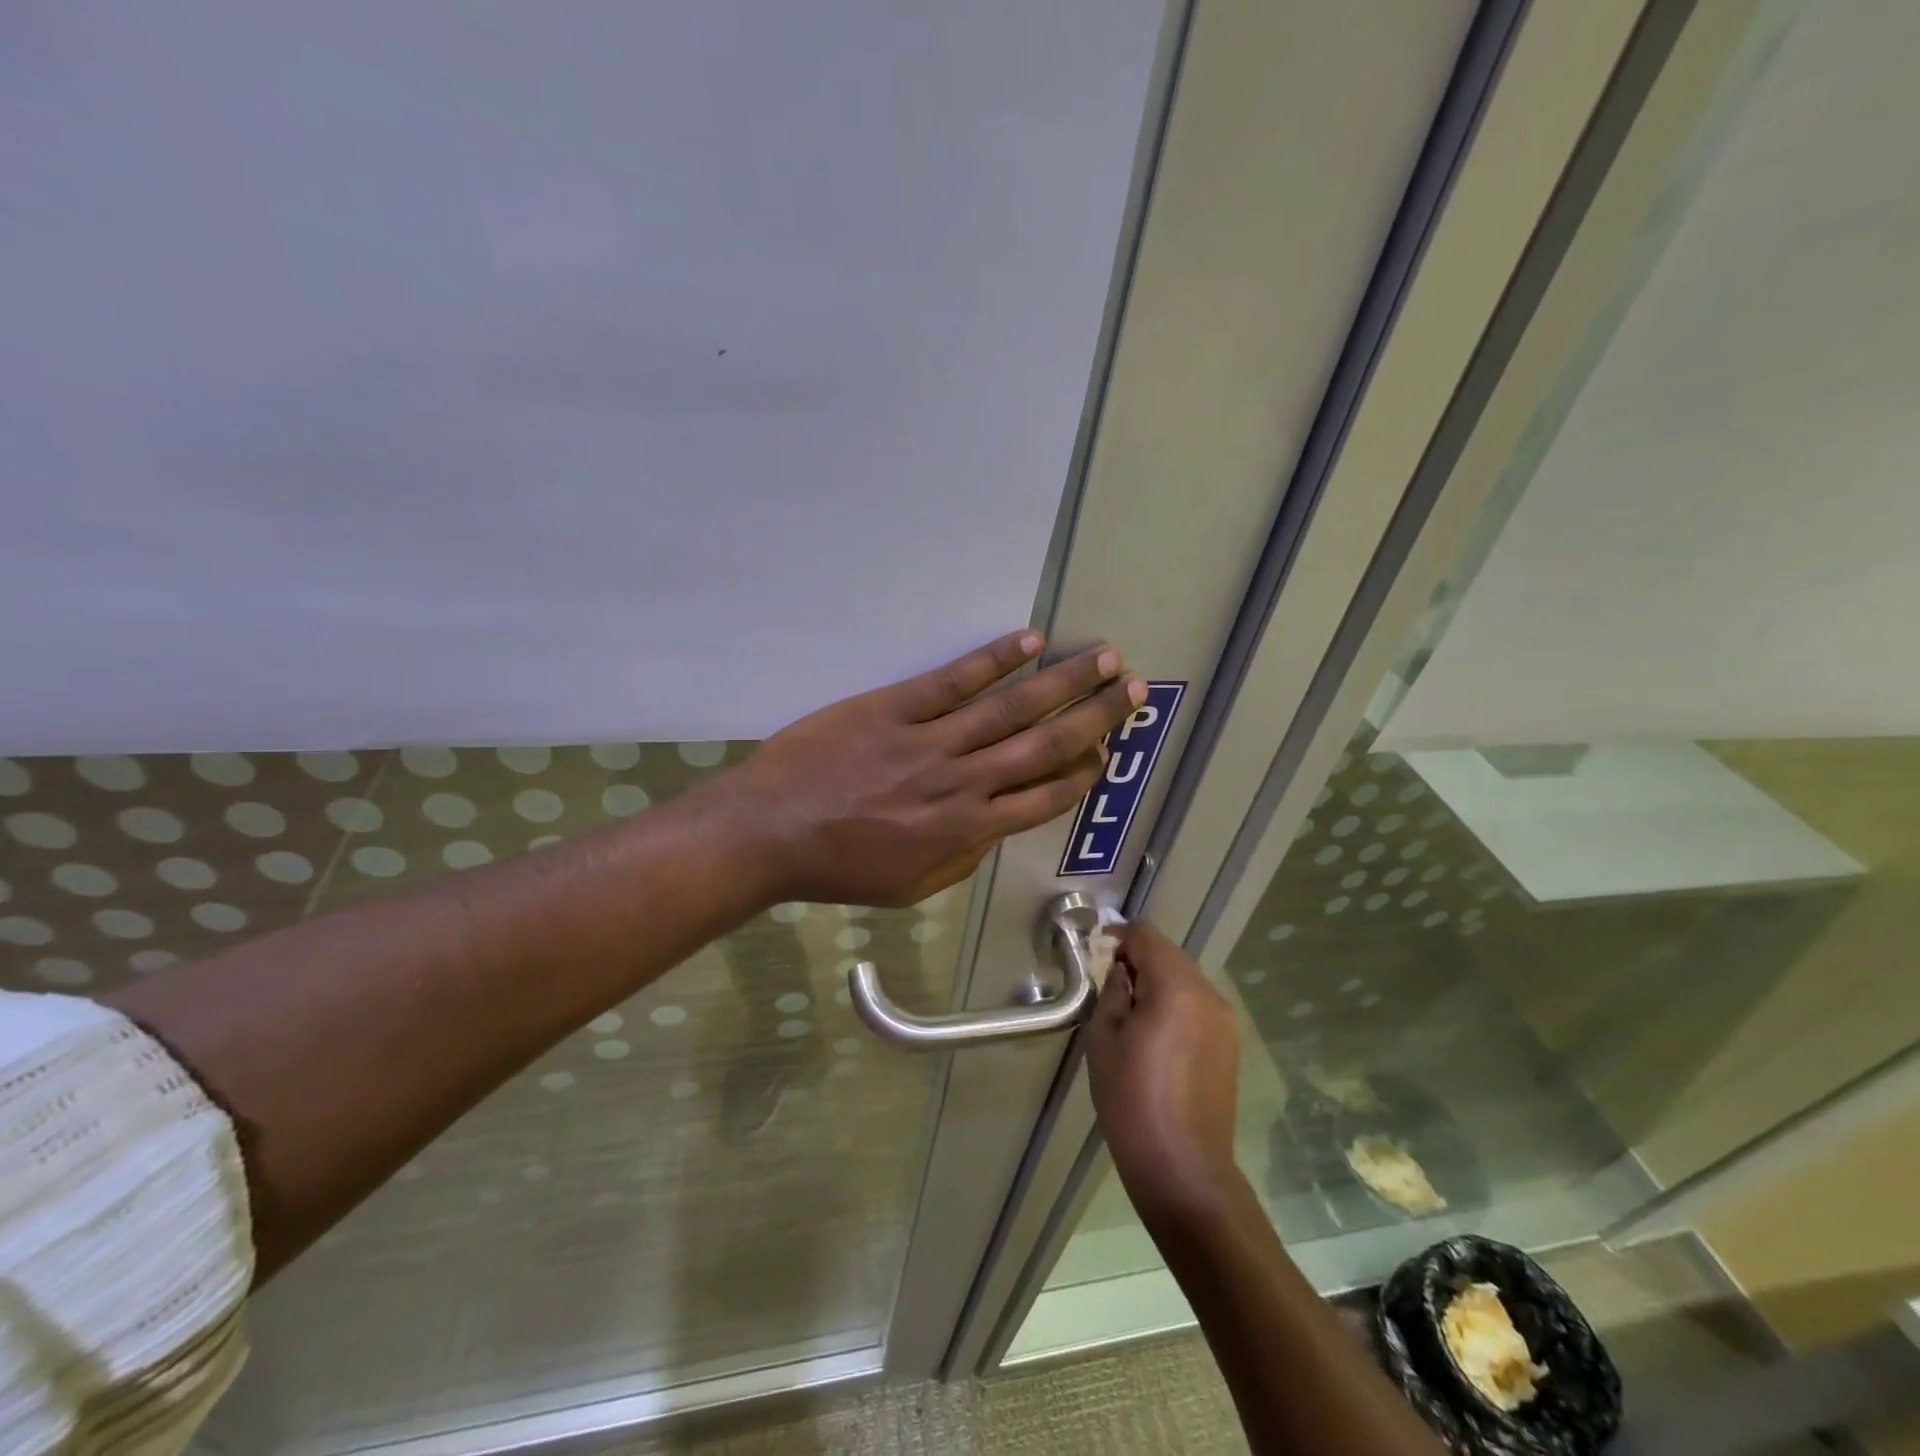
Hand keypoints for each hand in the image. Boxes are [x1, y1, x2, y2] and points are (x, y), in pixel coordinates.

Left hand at [724, 630, 1143, 907]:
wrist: (770, 832)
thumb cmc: (839, 867)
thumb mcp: (910, 886)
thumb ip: (962, 858)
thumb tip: (997, 828)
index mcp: (965, 829)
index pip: (1043, 797)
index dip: (1082, 772)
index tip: (1107, 752)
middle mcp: (961, 781)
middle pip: (1042, 745)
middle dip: (1093, 716)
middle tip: (1130, 689)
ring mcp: (929, 740)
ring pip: (1008, 708)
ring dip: (1060, 681)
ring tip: (1100, 657)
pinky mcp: (894, 708)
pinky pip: (952, 681)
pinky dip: (993, 660)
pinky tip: (1027, 642)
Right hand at [1085, 921, 1243, 1226]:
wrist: (1183, 1168)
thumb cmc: (1131, 1100)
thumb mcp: (1104, 1039)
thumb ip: (1111, 992)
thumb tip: (1120, 970)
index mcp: (1176, 988)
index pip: (1147, 937)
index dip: (1119, 937)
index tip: (1097, 952)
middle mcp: (1208, 994)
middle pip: (1170, 955)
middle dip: (1139, 958)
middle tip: (1109, 981)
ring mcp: (1224, 1020)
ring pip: (1186, 978)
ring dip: (1158, 980)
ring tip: (1130, 1008)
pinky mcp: (1229, 1044)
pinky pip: (1197, 1004)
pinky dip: (1175, 1002)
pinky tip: (1155, 1031)